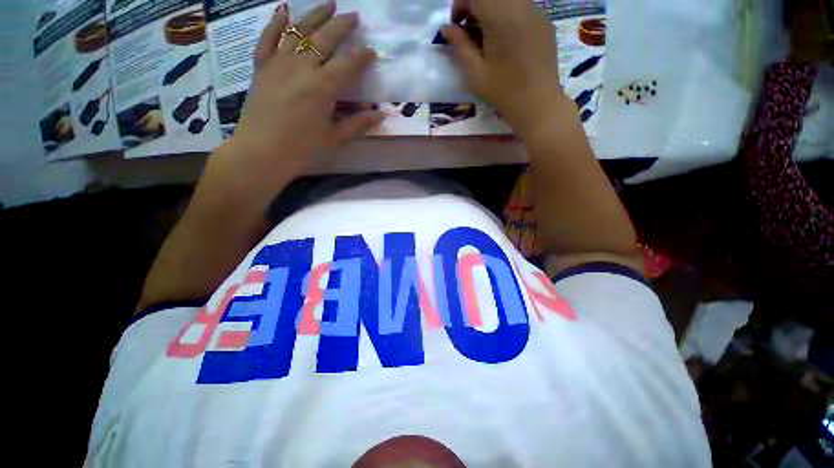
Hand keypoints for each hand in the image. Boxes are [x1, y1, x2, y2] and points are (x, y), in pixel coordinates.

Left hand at [216, 1, 383, 202]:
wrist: (261, 153)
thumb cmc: (302, 149)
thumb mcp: (334, 138)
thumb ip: (358, 124)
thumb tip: (381, 114)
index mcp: (323, 87)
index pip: (349, 64)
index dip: (362, 57)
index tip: (372, 52)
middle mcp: (302, 67)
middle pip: (325, 38)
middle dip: (342, 26)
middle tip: (354, 17)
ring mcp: (279, 63)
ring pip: (298, 30)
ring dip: (315, 15)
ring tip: (329, 4)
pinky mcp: (262, 67)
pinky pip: (268, 38)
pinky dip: (276, 22)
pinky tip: (284, 10)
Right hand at [443, 0, 569, 137]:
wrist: (537, 104)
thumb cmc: (503, 92)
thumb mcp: (476, 73)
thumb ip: (460, 46)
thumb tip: (447, 29)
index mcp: (500, 18)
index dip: (461, 3)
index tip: (456, 24)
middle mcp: (521, 6)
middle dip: (476, 5)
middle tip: (469, 29)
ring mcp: (536, 12)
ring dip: (492, 9)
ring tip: (486, 35)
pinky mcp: (544, 22)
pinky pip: (522, 8)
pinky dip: (508, 15)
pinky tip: (505, 40)